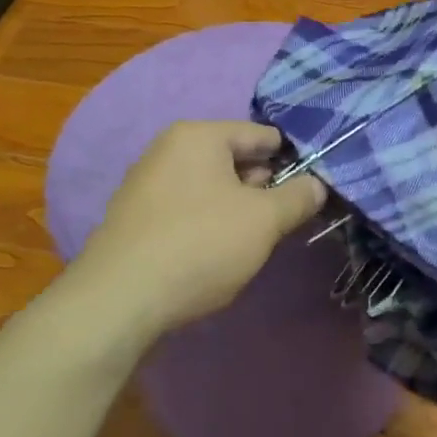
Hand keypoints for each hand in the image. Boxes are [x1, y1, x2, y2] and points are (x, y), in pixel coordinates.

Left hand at [62, 121, 326, 337]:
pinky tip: (214, 255)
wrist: (120, 300)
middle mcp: (168, 149)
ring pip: (211, 187)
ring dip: (236, 210)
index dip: (292, 161)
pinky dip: (207, 224)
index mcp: (199, 136)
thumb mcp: (264, 220)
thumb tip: (316, 185)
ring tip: (251, 243)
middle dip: (262, 188)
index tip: (310, 190)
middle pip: (234, 160)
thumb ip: (298, 197)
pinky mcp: (134, 218)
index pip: (261, 135)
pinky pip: (186, 209)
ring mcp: (146, 184)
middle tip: (282, 222)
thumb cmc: (201, 245)